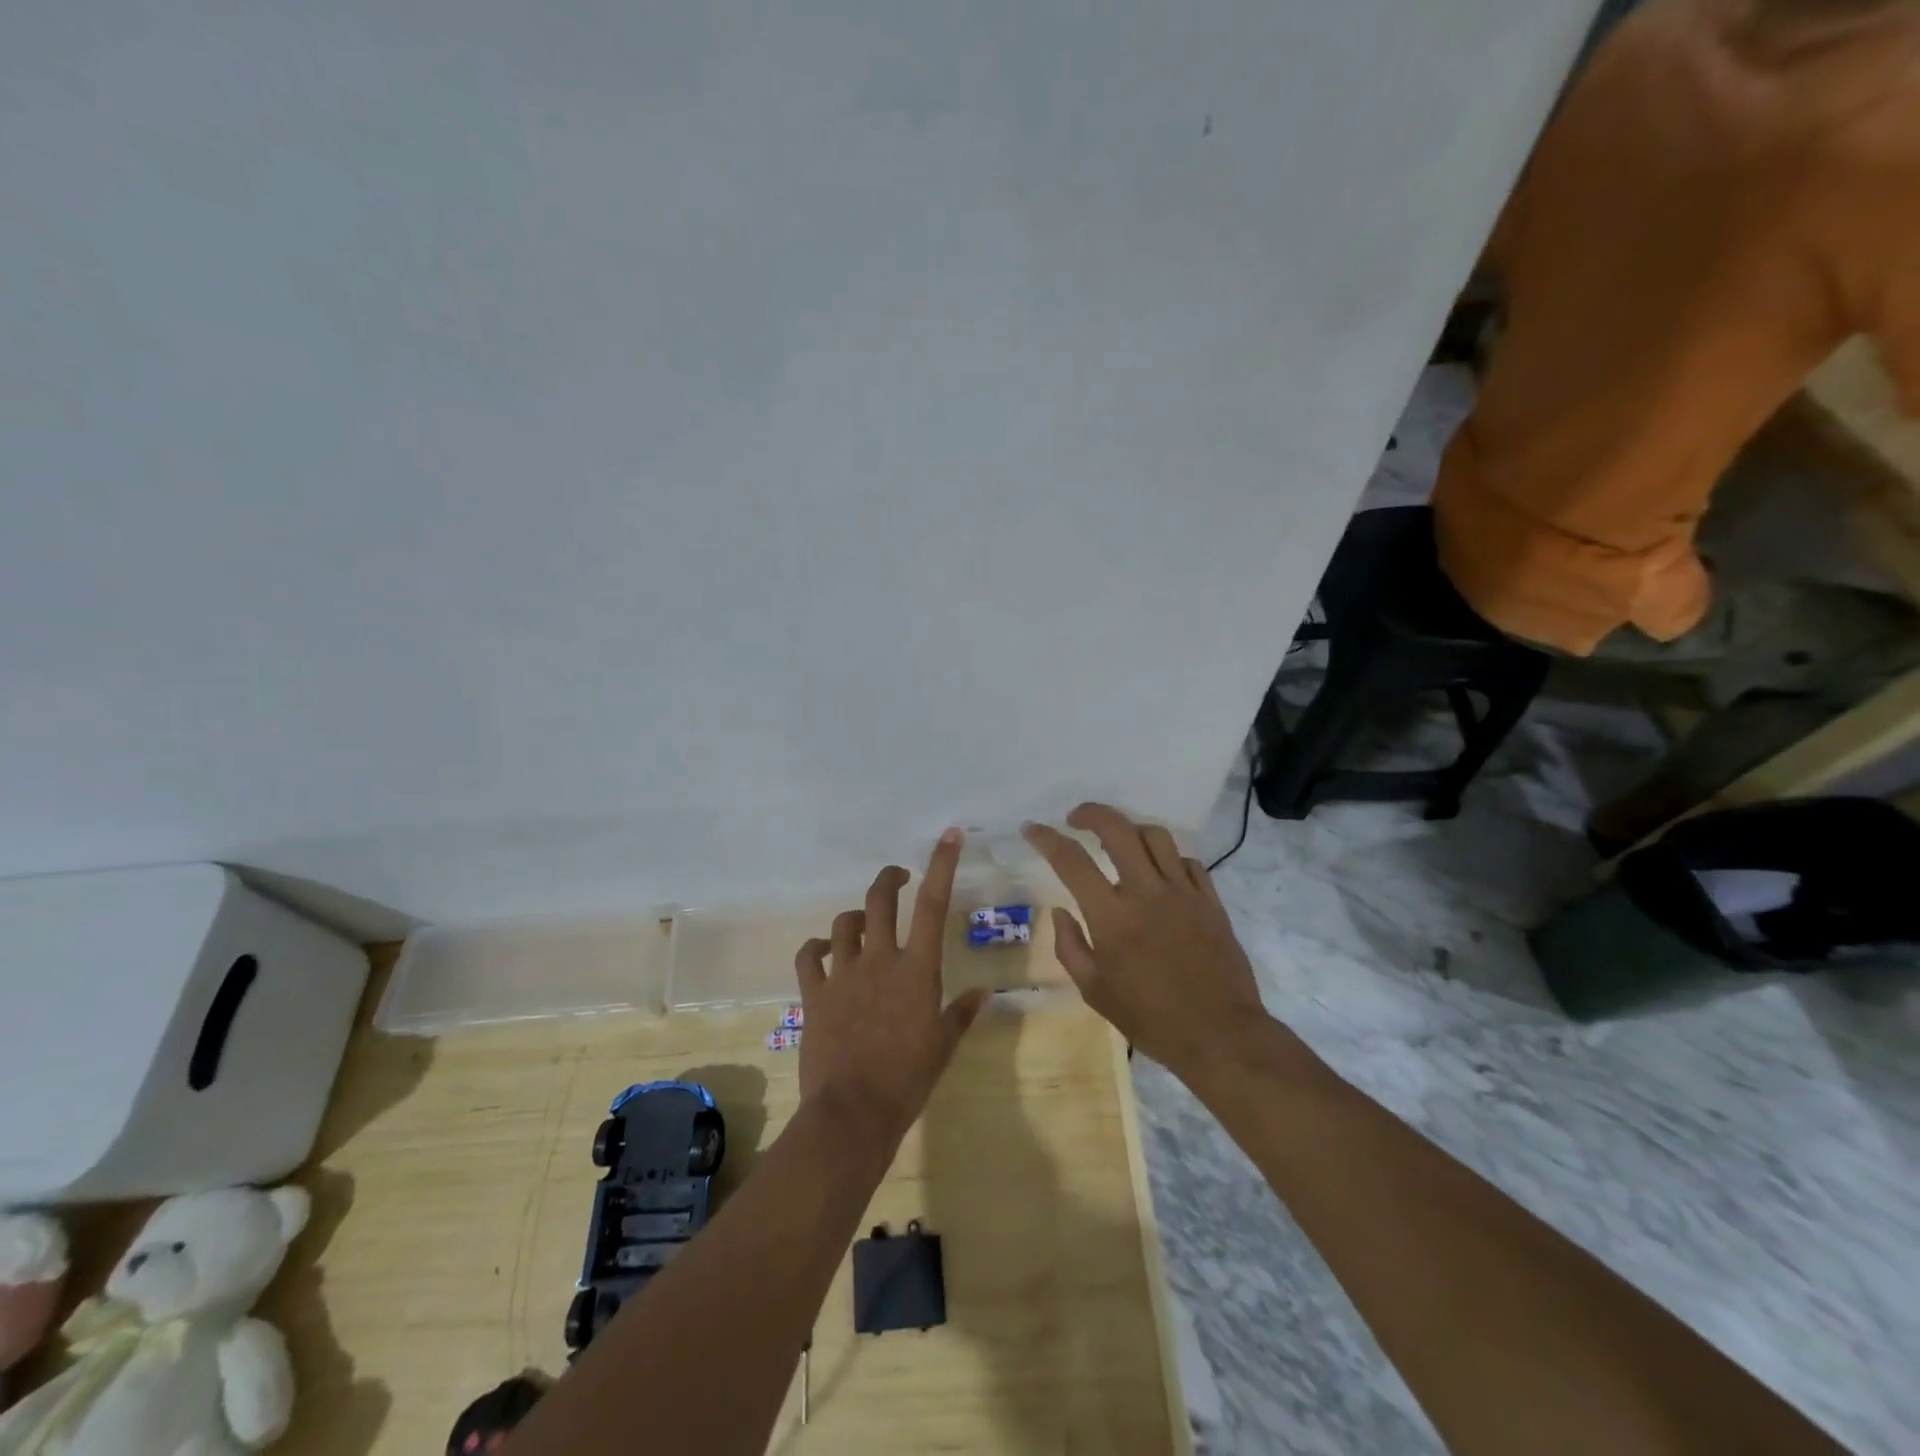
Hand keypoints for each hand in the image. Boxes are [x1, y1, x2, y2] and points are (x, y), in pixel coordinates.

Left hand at [794, 828, 990, 1146]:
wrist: (852, 1112)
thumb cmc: (908, 1079)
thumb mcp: (943, 1046)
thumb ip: (962, 1013)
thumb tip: (984, 992)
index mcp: (917, 969)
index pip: (934, 906)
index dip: (942, 865)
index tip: (949, 835)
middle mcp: (880, 960)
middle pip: (881, 900)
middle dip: (889, 878)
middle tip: (898, 878)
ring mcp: (844, 974)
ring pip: (844, 923)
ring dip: (856, 917)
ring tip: (864, 924)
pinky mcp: (814, 993)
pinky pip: (809, 956)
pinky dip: (817, 948)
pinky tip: (825, 952)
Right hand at [1023, 804, 1270, 1077]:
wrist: (1219, 1034)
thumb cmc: (1150, 1018)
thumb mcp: (1095, 991)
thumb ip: (1070, 947)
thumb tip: (1060, 912)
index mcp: (1111, 915)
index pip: (1071, 860)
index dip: (1046, 838)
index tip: (1032, 829)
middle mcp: (1146, 891)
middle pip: (1117, 829)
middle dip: (1091, 813)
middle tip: (1076, 818)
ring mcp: (1183, 892)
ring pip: (1156, 836)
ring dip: (1131, 829)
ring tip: (1120, 840)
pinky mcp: (1210, 900)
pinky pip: (1188, 861)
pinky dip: (1169, 858)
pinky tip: (1161, 872)